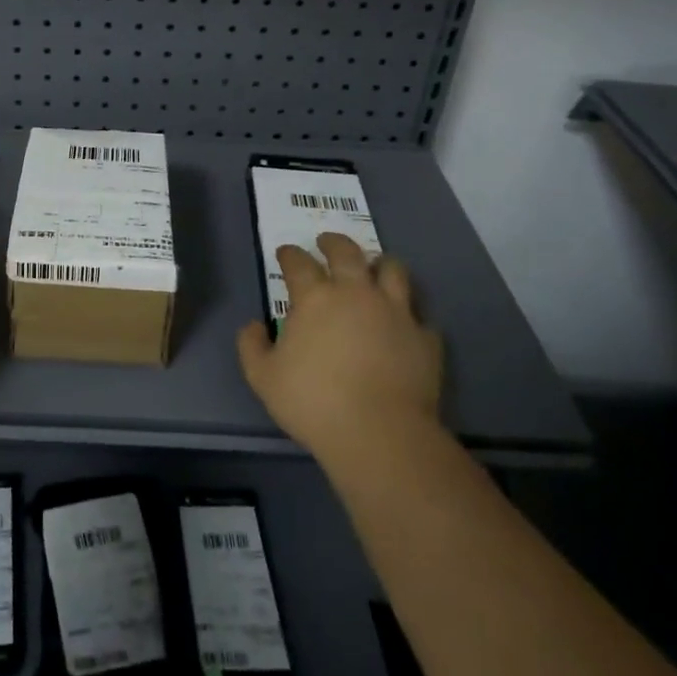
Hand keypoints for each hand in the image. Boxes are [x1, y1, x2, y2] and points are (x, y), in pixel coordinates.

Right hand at [237, 233, 443, 464]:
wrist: (380, 433)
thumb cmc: (313, 402)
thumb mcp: (262, 377)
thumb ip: (252, 346)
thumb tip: (255, 326)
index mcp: (315, 298)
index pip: (299, 263)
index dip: (290, 254)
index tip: (285, 252)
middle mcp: (356, 293)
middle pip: (347, 252)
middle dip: (333, 242)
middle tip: (326, 242)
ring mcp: (395, 312)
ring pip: (393, 270)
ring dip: (380, 263)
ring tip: (373, 267)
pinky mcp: (425, 338)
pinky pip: (420, 315)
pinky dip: (409, 314)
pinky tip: (404, 322)